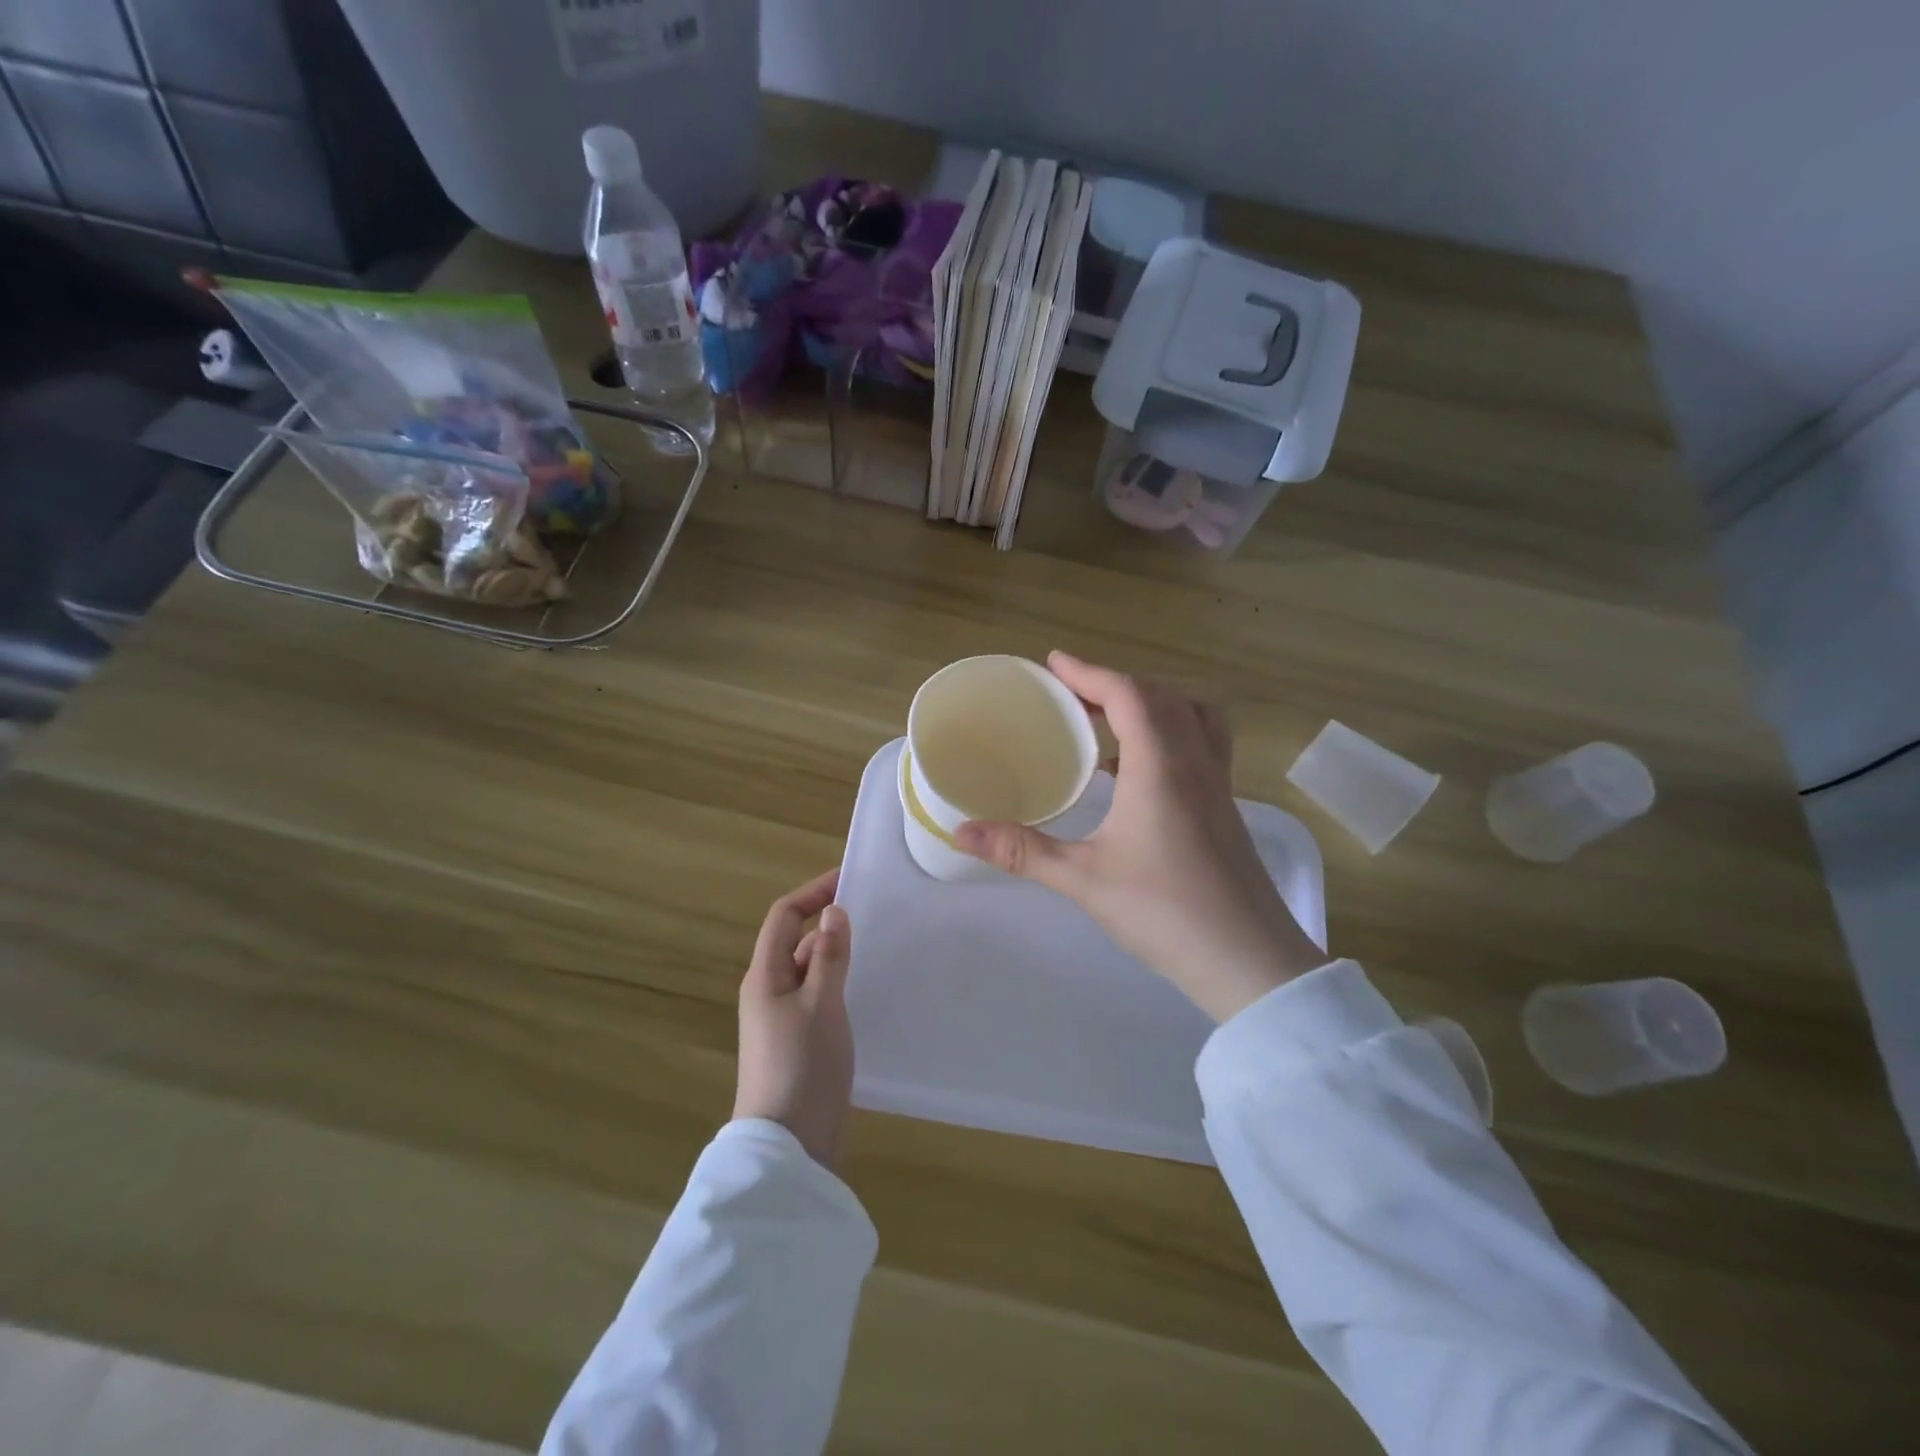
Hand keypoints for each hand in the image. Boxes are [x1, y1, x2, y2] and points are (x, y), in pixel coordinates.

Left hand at [733, 869, 854, 1167]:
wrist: (788, 1145)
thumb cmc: (802, 1065)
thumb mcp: (821, 1005)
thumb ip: (829, 956)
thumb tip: (833, 912)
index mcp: (765, 975)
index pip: (784, 916)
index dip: (813, 893)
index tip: (850, 880)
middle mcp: (769, 991)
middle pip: (797, 942)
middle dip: (830, 925)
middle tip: (875, 916)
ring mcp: (783, 1019)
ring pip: (810, 971)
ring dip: (837, 956)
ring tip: (879, 949)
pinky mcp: (798, 1042)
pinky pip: (818, 998)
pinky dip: (839, 985)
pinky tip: (867, 992)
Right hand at [956, 653, 1323, 1021]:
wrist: (1248, 960)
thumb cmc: (1164, 912)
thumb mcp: (1083, 880)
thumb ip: (1022, 851)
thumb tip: (961, 831)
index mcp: (1160, 767)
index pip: (1128, 695)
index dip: (1088, 672)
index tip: (1053, 663)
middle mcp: (1195, 762)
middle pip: (1160, 696)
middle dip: (1113, 683)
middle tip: (1071, 694)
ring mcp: (1219, 784)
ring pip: (1192, 714)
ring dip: (1151, 702)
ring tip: (1110, 719)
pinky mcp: (1226, 807)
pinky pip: (1202, 743)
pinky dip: (1170, 732)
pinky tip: (1138, 770)